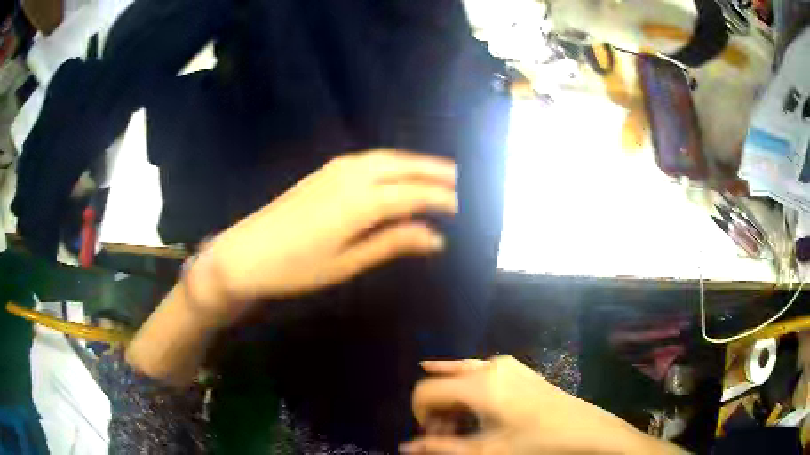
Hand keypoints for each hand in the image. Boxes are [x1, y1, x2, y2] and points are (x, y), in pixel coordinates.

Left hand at [186, 149, 456, 324]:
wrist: (244, 253)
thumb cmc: (296, 267)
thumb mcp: (347, 262)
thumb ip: (392, 243)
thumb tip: (435, 238)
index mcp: (360, 202)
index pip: (413, 194)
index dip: (440, 199)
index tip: (461, 206)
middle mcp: (351, 176)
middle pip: (402, 167)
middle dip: (432, 171)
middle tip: (458, 178)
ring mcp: (334, 169)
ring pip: (385, 157)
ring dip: (413, 161)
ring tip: (435, 170)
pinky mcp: (322, 171)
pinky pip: (367, 158)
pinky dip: (390, 161)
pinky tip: (395, 169)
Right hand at [403, 356, 686, 454]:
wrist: (583, 429)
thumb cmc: (535, 443)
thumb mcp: (486, 451)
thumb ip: (442, 447)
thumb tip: (405, 447)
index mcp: (480, 385)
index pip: (427, 391)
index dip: (418, 413)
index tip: (428, 435)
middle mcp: (489, 366)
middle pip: (443, 382)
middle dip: (436, 409)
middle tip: (444, 435)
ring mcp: (505, 364)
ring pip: (460, 376)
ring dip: (451, 401)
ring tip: (459, 426)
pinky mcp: (516, 368)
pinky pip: (478, 370)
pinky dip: (465, 386)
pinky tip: (462, 398)